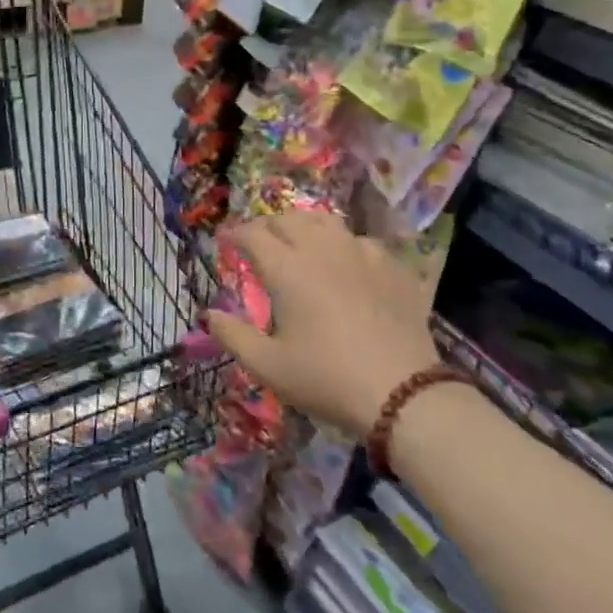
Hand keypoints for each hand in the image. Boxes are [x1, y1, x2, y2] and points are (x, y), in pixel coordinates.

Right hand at [205, 210, 440, 434]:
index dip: (234, 234)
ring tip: (298, 241)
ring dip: (303, 225)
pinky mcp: (392, 266)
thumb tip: (209, 314)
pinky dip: (342, 243)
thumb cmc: (326, 378)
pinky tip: (344, 261)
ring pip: (325, 220)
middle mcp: (322, 249)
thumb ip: (233, 336)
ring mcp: (361, 253)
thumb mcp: (268, 366)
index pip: (253, 234)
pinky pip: (360, 240)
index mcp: (287, 268)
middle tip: (257, 242)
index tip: (224, 241)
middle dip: (266, 225)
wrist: (403, 393)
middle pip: (287, 219)